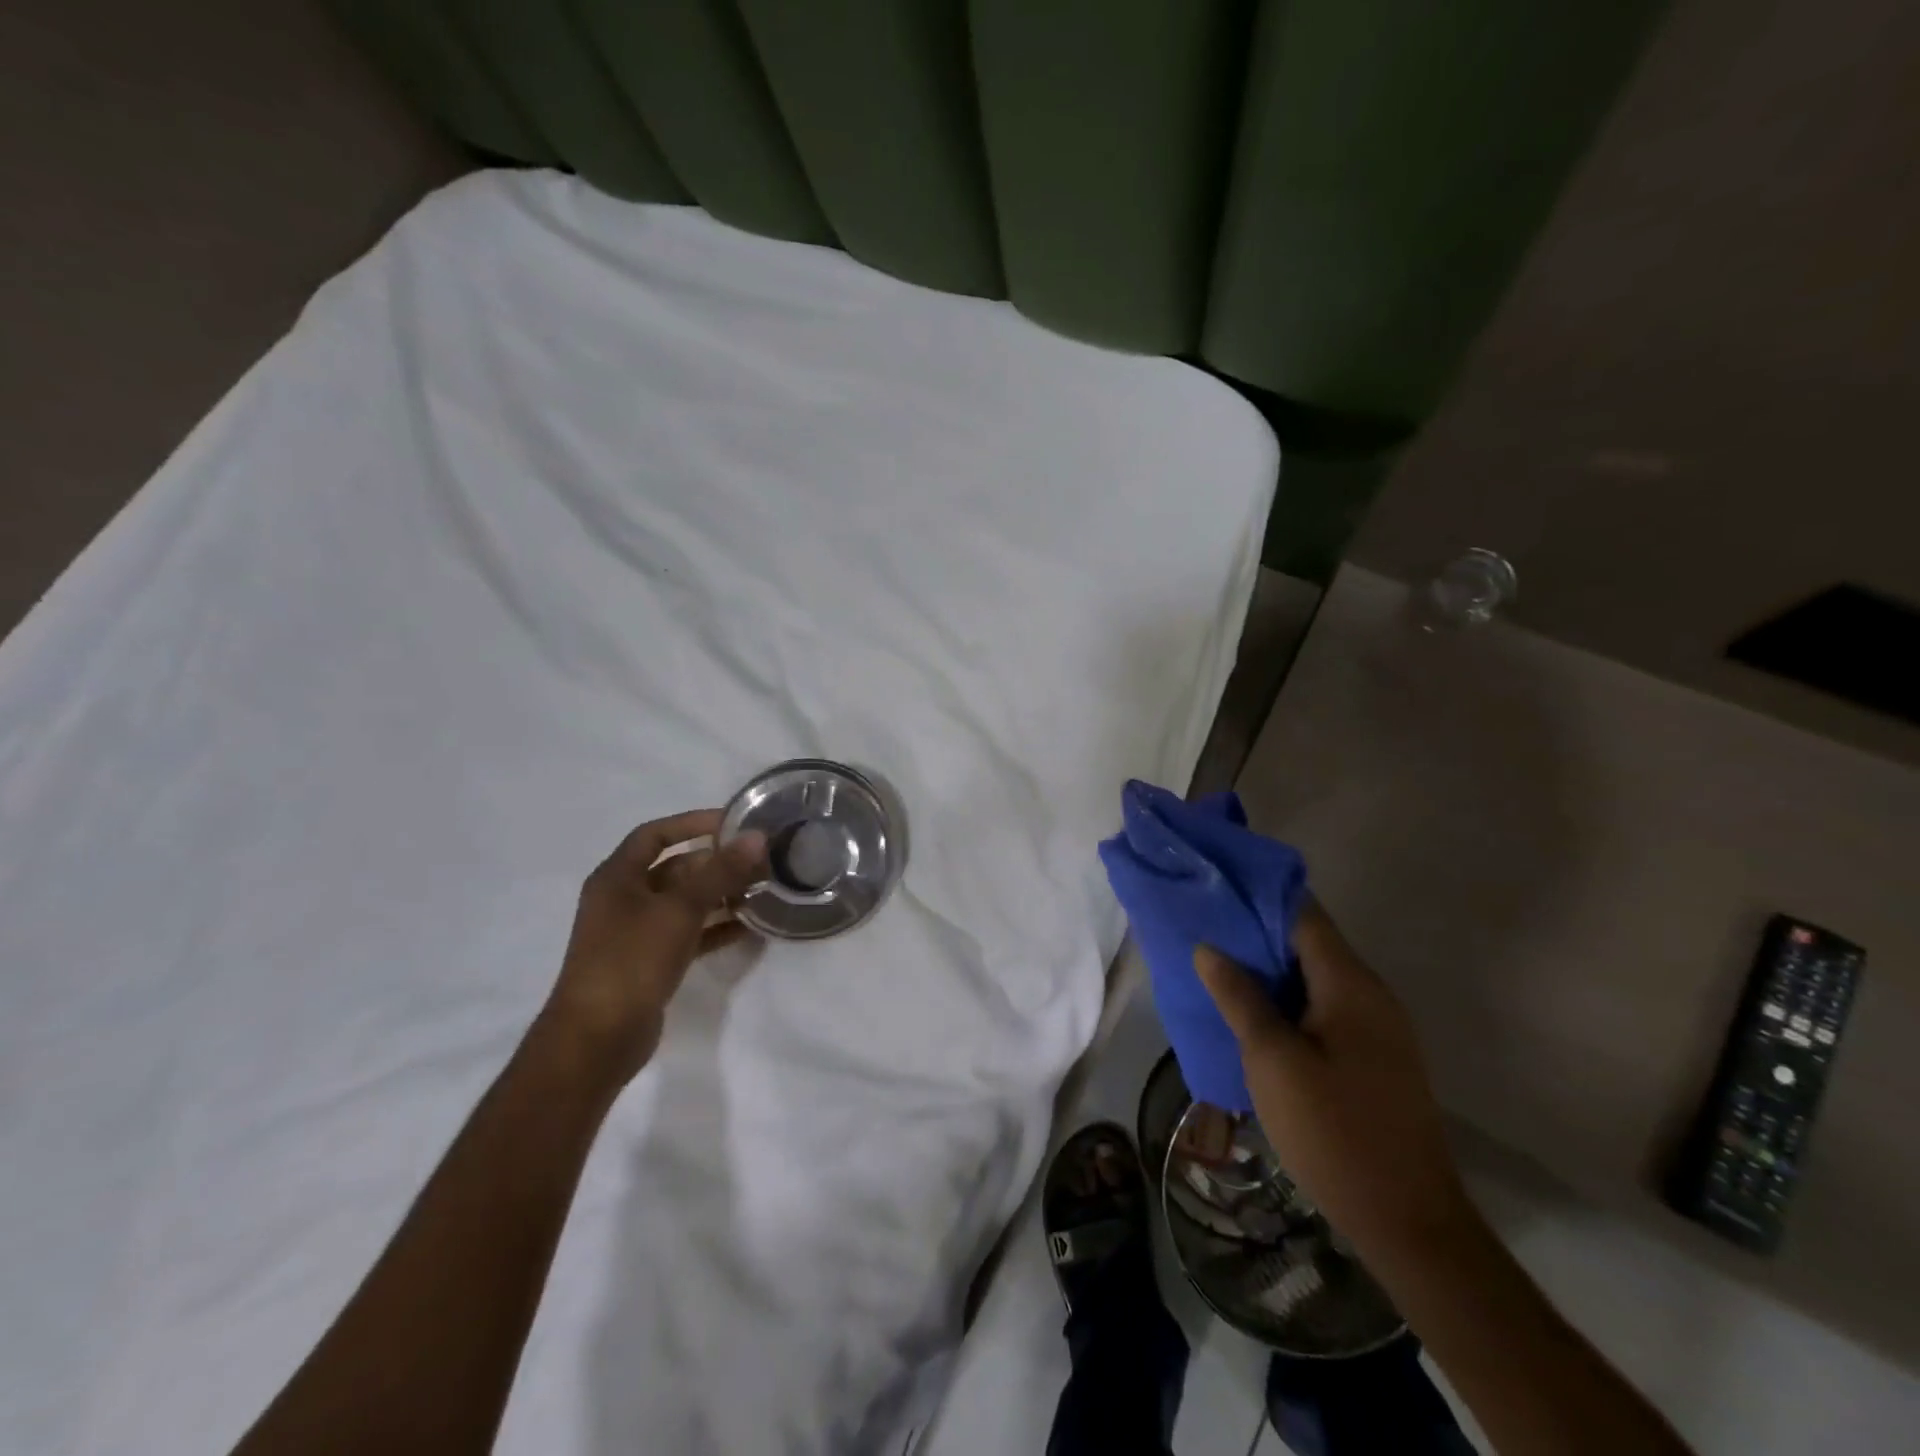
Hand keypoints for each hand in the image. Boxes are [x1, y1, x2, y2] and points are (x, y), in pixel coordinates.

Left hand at [540, 810, 766, 1086]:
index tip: (734, 823)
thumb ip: (720, 872)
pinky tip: (749, 927)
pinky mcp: (650, 963)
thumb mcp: (680, 909)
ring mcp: (636, 933)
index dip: (693, 823)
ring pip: (684, 902)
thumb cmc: (631, 960)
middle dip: (716, 863)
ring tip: (761, 891)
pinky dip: (715, 927)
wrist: (596, 1040)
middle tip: (759, 862)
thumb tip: (757, 837)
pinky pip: (689, 933)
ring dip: (720, 895)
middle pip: (675, 868)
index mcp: (617, 877)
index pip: (656, 834)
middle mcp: (624, 899)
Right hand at [1195, 902, 1470, 1267]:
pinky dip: (1287, 1001)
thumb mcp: (1272, 1060)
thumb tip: (1209, 948)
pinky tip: (1252, 1015)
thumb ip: (1240, 997)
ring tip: (1216, 968)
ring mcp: (1377, 1028)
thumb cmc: (1334, 1131)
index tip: (1213, 888)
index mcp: (1350, 983)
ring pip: (1314, 977)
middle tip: (1203, 930)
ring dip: (1269, 970)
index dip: (1257, 896)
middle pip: (1308, 942)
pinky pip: (1324, 1008)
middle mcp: (1370, 994)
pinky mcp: (1374, 1057)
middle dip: (1255, 933)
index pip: (1302, 913)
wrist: (1409, 1221)